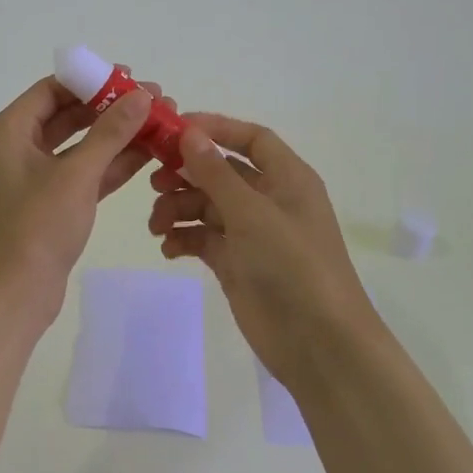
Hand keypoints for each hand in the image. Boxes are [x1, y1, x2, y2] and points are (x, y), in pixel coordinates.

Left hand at [0, 73, 169, 314]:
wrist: (13, 296)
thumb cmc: (36, 227)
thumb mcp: (76, 175)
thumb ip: (110, 132)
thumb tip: (142, 96)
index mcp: (6, 132)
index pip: (50, 90)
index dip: (91, 80)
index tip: (130, 77)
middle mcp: (15, 149)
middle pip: (67, 115)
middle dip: (110, 108)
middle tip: (153, 100)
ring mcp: (32, 178)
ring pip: (78, 146)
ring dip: (116, 136)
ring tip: (159, 123)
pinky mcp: (49, 204)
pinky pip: (82, 173)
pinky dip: (110, 164)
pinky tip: (148, 153)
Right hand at [148, 114, 380, 385]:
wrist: (318, 343)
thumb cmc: (292, 265)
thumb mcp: (252, 213)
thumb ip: (216, 173)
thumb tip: (189, 133)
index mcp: (287, 178)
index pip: (251, 138)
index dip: (215, 128)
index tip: (174, 130)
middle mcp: (270, 200)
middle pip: (221, 172)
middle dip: (187, 174)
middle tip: (154, 182)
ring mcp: (253, 233)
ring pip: (207, 206)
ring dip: (179, 209)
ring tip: (158, 226)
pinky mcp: (237, 263)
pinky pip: (204, 239)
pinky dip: (184, 238)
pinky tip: (168, 249)